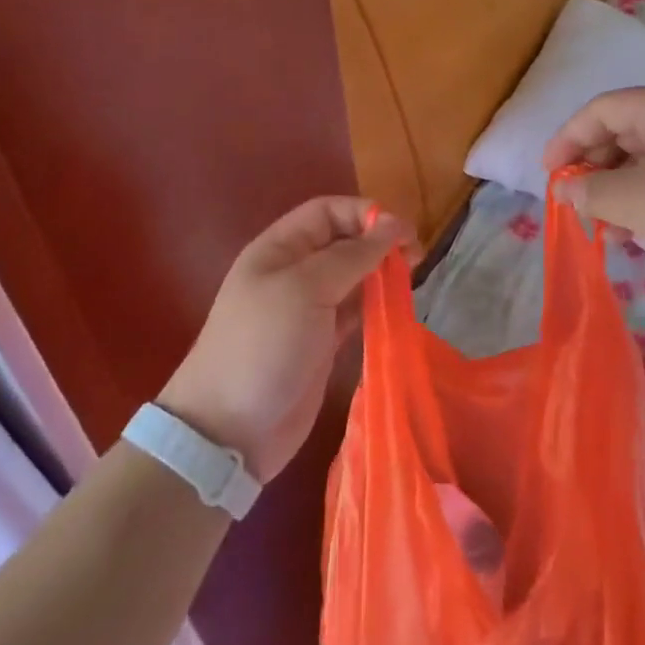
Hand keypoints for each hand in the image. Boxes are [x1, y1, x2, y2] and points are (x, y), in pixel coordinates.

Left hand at [156, 198, 418, 482]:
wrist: (229, 432)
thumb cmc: (264, 345)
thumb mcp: (305, 288)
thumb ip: (352, 255)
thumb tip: (393, 226)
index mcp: (279, 248)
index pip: (327, 211)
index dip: (364, 213)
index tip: (401, 231)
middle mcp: (294, 272)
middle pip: (343, 241)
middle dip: (379, 242)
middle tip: (415, 257)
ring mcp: (308, 309)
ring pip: (353, 276)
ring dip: (381, 273)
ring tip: (410, 279)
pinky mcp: (321, 342)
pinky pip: (355, 311)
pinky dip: (376, 305)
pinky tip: (396, 307)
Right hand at [543, 86, 644, 314]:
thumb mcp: (638, 202)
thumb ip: (592, 192)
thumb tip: (566, 190)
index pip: (603, 109)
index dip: (568, 138)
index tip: (548, 176)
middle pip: (625, 133)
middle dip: (593, 167)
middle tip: (574, 204)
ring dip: (619, 191)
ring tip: (602, 227)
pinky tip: (637, 237)